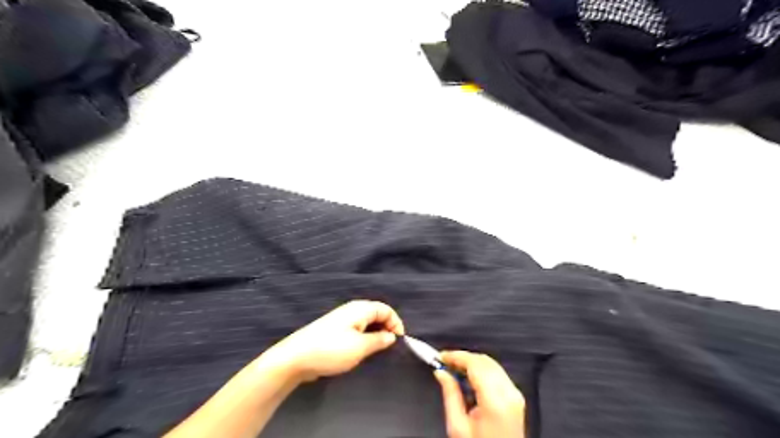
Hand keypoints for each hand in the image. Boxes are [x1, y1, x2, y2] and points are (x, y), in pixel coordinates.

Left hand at [263, 300, 407, 382]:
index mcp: (360, 309)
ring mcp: (342, 320)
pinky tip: (362, 351)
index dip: (396, 323)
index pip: (386, 310)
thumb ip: (379, 340)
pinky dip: (364, 338)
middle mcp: (352, 310)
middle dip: (386, 328)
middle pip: (377, 314)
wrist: (296, 358)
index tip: (399, 342)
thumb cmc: (331, 350)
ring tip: (377, 351)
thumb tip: (391, 336)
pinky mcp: (335, 330)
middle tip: (389, 347)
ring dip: (375, 334)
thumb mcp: (360, 347)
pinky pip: (357, 330)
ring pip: (366, 323)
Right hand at [436, 352, 526, 436]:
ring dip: (472, 363)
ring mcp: (515, 396)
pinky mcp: (516, 398)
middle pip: (484, 361)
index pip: (475, 364)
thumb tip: (441, 372)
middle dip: (463, 357)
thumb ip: (450, 395)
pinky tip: (468, 377)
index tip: (441, 356)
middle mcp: (509, 394)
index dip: (456, 356)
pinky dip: (481, 370)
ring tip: (453, 369)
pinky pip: (497, 373)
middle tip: (444, 362)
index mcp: (495, 402)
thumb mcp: (458, 427)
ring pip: (492, 364)